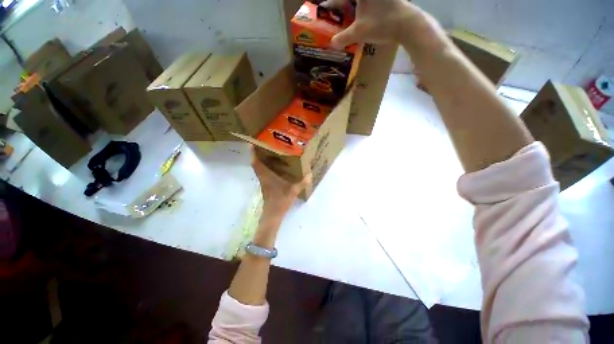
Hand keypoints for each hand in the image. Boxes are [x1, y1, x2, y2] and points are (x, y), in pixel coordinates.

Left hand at [251, 149, 310, 227]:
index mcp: (267, 177)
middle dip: (257, 154)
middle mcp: (263, 177)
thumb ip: (302, 183)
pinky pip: (263, 173)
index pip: (256, 163)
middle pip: (256, 164)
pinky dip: (266, 168)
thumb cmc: (280, 201)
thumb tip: (310, 174)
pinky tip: (275, 166)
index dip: (253, 153)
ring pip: (259, 168)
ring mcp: (264, 182)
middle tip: (264, 145)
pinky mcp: (266, 185)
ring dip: (261, 160)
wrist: (273, 214)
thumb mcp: (293, 191)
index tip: (252, 143)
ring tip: (269, 153)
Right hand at [320, 0, 424, 48]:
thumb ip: (343, 37)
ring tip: (344, 15)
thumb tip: (331, 43)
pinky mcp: (386, 0)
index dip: (331, 4)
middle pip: (350, 0)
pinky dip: (361, 8)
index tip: (323, 9)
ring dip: (350, 7)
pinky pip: (368, 3)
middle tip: (334, 14)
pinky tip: (359, 16)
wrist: (407, 24)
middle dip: (340, 5)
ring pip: (359, 2)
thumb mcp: (359, 32)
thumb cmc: (381, 24)